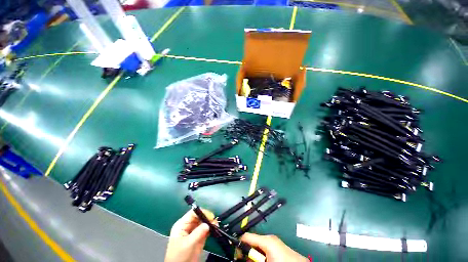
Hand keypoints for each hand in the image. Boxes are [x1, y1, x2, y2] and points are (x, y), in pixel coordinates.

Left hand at [164, 209, 215, 261]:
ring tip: (216, 224)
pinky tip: (214, 228)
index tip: (210, 216)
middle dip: (207, 217)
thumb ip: (198, 233)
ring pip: (203, 223)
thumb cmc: (179, 256)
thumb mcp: (187, 244)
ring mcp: (194, 232)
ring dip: (210, 222)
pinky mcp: (199, 237)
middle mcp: (188, 226)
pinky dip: (210, 228)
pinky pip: (205, 230)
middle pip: (199, 217)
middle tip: (214, 220)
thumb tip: (207, 224)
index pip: (192, 214)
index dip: (201, 212)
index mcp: (182, 225)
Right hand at [241, 233, 308, 261]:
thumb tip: (241, 257)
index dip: (239, 245)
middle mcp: (270, 238)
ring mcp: (275, 241)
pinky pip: (265, 249)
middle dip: (247, 252)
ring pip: (258, 246)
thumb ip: (252, 258)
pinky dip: (261, 255)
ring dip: (255, 255)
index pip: (246, 237)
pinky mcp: (278, 246)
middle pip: (252, 241)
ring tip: (256, 261)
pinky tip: (263, 260)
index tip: (236, 256)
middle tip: (245, 260)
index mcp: (266, 239)